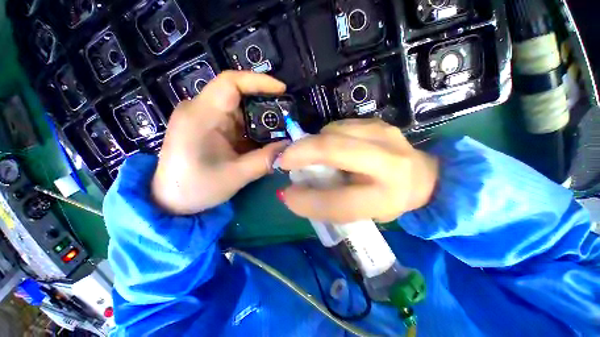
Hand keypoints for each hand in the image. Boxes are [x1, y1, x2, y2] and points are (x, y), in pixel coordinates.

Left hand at [152, 71, 287, 214]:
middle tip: (286, 118)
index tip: (282, 90)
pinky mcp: (211, 128)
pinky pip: (238, 122)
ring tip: (280, 132)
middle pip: (239, 95)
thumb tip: (288, 148)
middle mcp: (202, 110)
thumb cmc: (196, 188)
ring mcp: (206, 119)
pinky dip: (254, 129)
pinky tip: (265, 140)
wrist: (171, 200)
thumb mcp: (235, 175)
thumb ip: (265, 160)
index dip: (259, 82)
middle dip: (265, 105)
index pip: (230, 83)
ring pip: (241, 109)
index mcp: (201, 116)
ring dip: (261, 120)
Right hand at [278, 119, 438, 222]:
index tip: (287, 195)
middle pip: (335, 150)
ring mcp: (385, 135)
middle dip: (302, 152)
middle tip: (285, 160)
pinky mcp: (378, 123)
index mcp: (387, 196)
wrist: (423, 177)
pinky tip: (329, 148)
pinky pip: (339, 126)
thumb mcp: (360, 213)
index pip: (339, 202)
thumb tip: (293, 191)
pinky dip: (325, 136)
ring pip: (333, 132)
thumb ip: (328, 203)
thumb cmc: (387, 200)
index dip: (307, 200)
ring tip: (310, 156)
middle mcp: (390, 163)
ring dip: (313, 144)